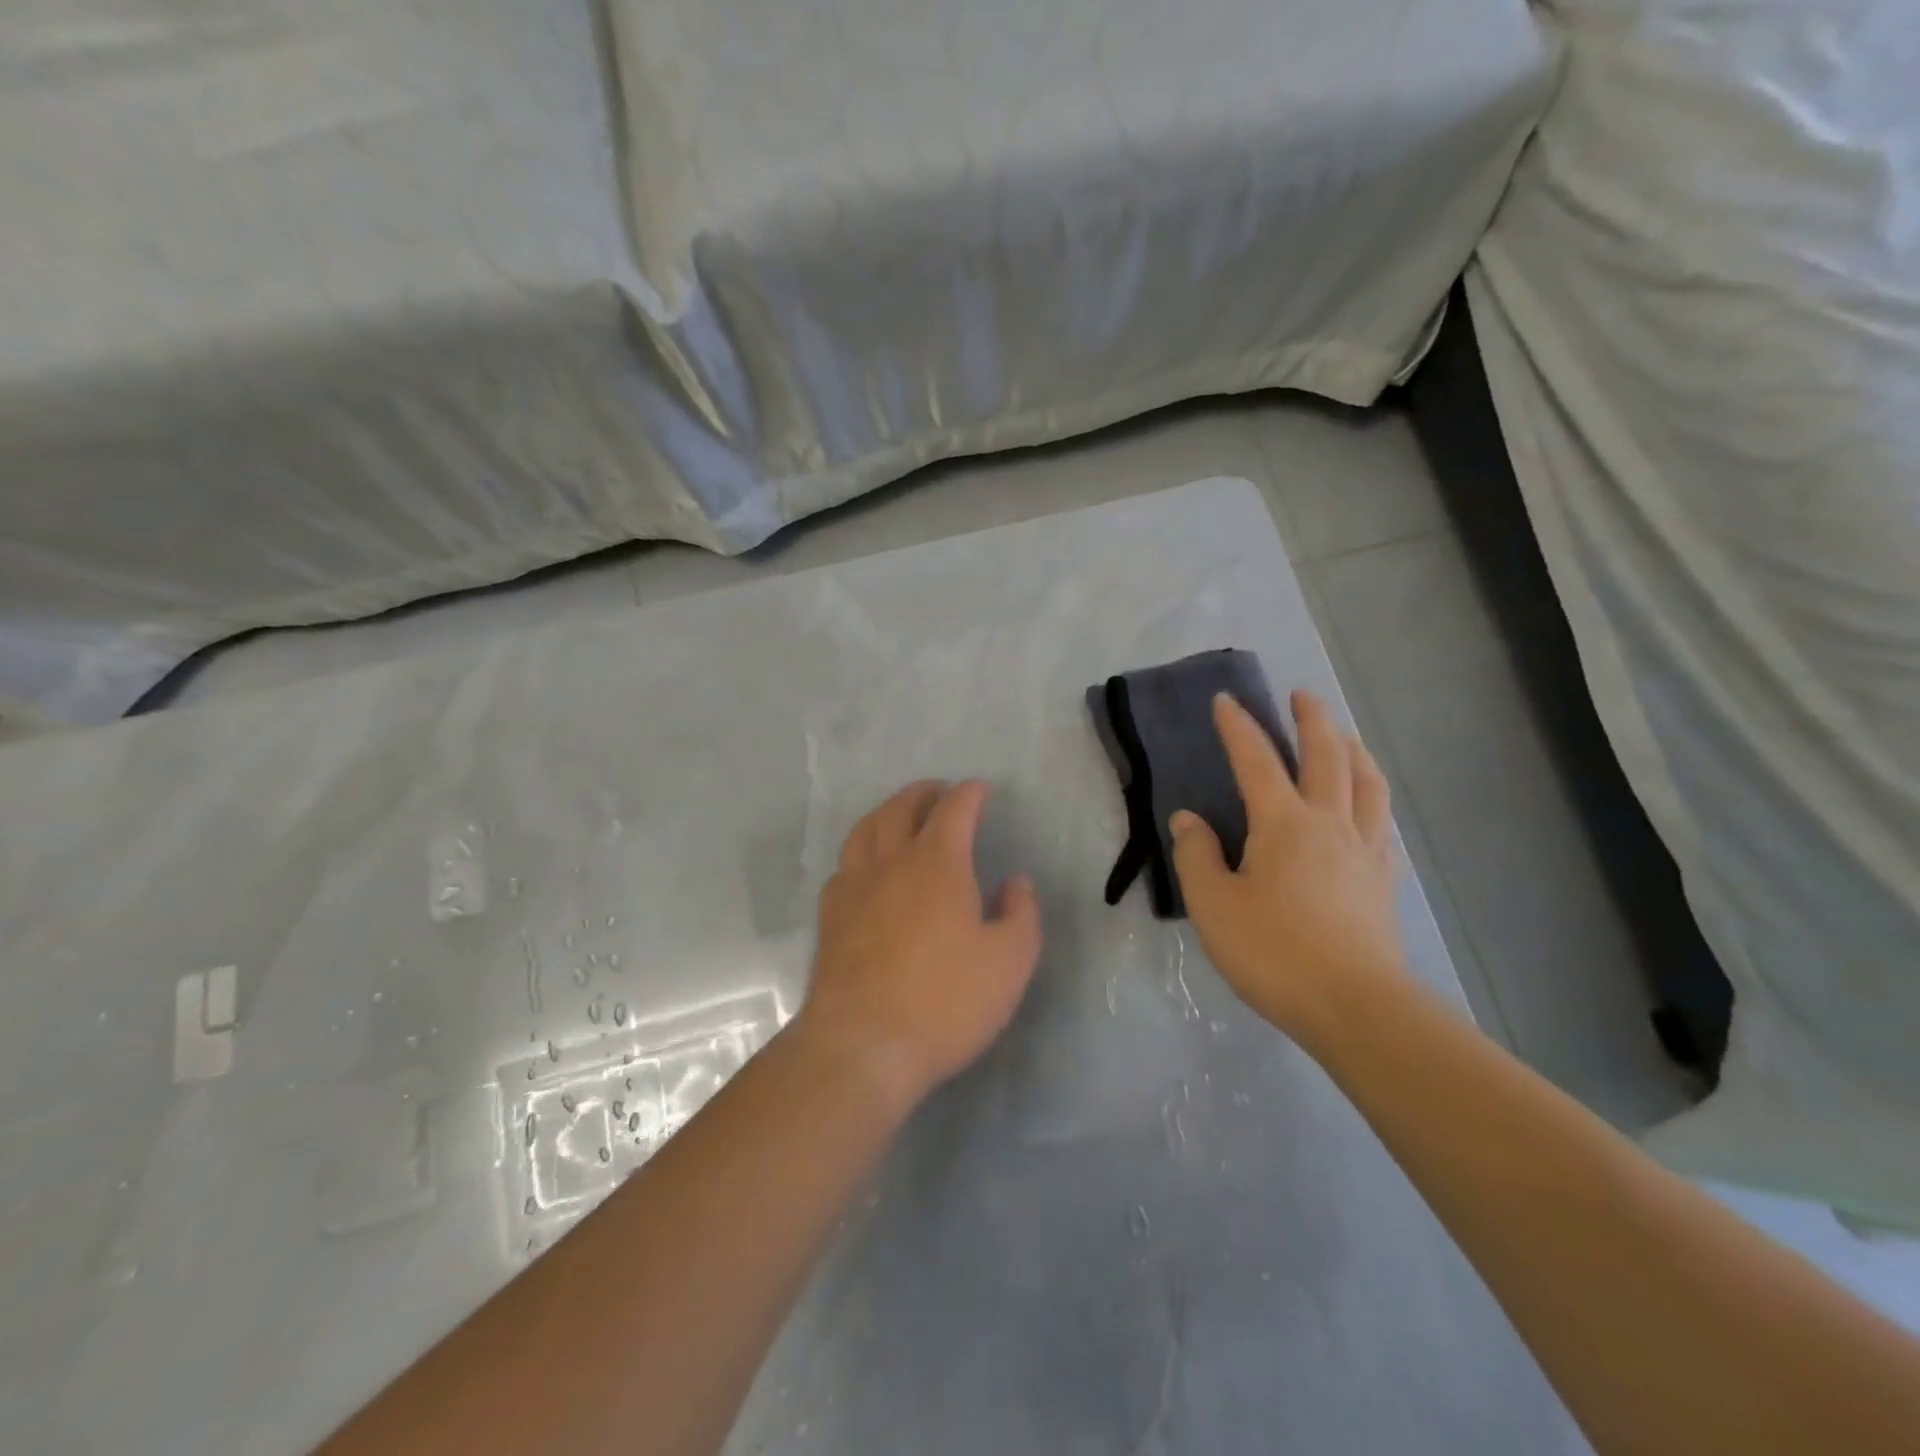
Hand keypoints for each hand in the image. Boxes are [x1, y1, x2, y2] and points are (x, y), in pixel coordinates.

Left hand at [797, 780, 1042, 1113]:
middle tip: (941, 793)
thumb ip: (1021, 914)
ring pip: (866, 828)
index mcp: (937, 863)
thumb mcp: (1009, 962)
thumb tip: (1017, 882)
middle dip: (925, 792)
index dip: (970, 793)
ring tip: (901, 815)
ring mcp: (853, 886)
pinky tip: (868, 866)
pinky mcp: (830, 915)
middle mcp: (891, 861)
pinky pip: (845, 863)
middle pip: (902, 807)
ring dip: (888, 811)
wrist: (862, 1045)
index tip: (981, 790)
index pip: (954, 809)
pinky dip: (862, 849)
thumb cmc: (945, 1001)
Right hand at [1169, 690, 1408, 1049]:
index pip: (1257, 762)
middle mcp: (1330, 824)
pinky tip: (1366, 804)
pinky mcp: (1383, 880)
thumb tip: (1188, 820)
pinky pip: (1380, 821)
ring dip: (1353, 749)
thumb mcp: (1214, 906)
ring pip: (1366, 782)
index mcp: (1284, 824)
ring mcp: (1364, 850)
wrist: (1355, 1006)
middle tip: (1302, 695)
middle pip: (1327, 756)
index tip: (1226, 700)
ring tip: (1344, 736)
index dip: (1239, 728)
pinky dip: (1372, 796)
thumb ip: (1197, 856)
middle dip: (1313, 720)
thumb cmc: (1274, 952)